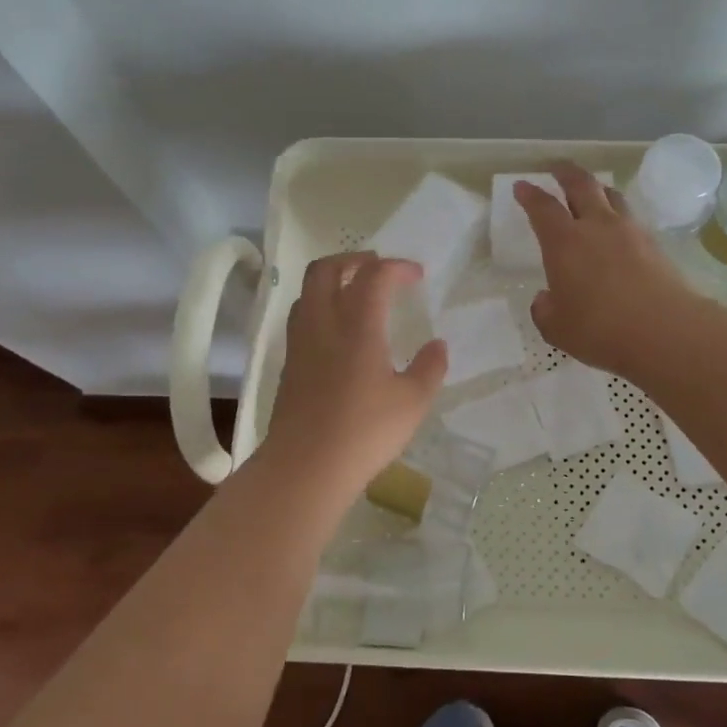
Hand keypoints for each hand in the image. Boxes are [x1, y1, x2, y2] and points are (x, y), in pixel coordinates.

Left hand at [260, 252, 447, 493]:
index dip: (397, 267)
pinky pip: (301, 317)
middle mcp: (323, 323)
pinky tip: (338, 332)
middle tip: (378, 268)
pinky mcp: (289, 364)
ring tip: (356, 293)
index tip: (417, 275)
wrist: (305, 467)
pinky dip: (321, 307)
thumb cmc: (365, 431)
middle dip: (353, 259)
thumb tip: (438, 345)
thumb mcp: (413, 402)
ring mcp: (300, 342)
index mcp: (357, 324)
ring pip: (308, 291)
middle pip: (326, 268)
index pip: (374, 275)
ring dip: (332, 280)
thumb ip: (429, 368)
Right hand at [515, 164, 700, 377]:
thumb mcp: (557, 328)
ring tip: (591, 191)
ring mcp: (629, 231)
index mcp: (564, 242)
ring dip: (597, 188)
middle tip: (556, 167)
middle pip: (581, 184)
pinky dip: (618, 215)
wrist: (665, 330)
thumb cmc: (601, 329)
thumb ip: (545, 310)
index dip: (529, 195)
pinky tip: (617, 228)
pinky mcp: (654, 244)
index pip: (542, 208)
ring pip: (611, 195)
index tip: (521, 186)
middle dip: (565, 172)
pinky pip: (631, 218)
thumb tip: (545, 299)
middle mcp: (596, 226)